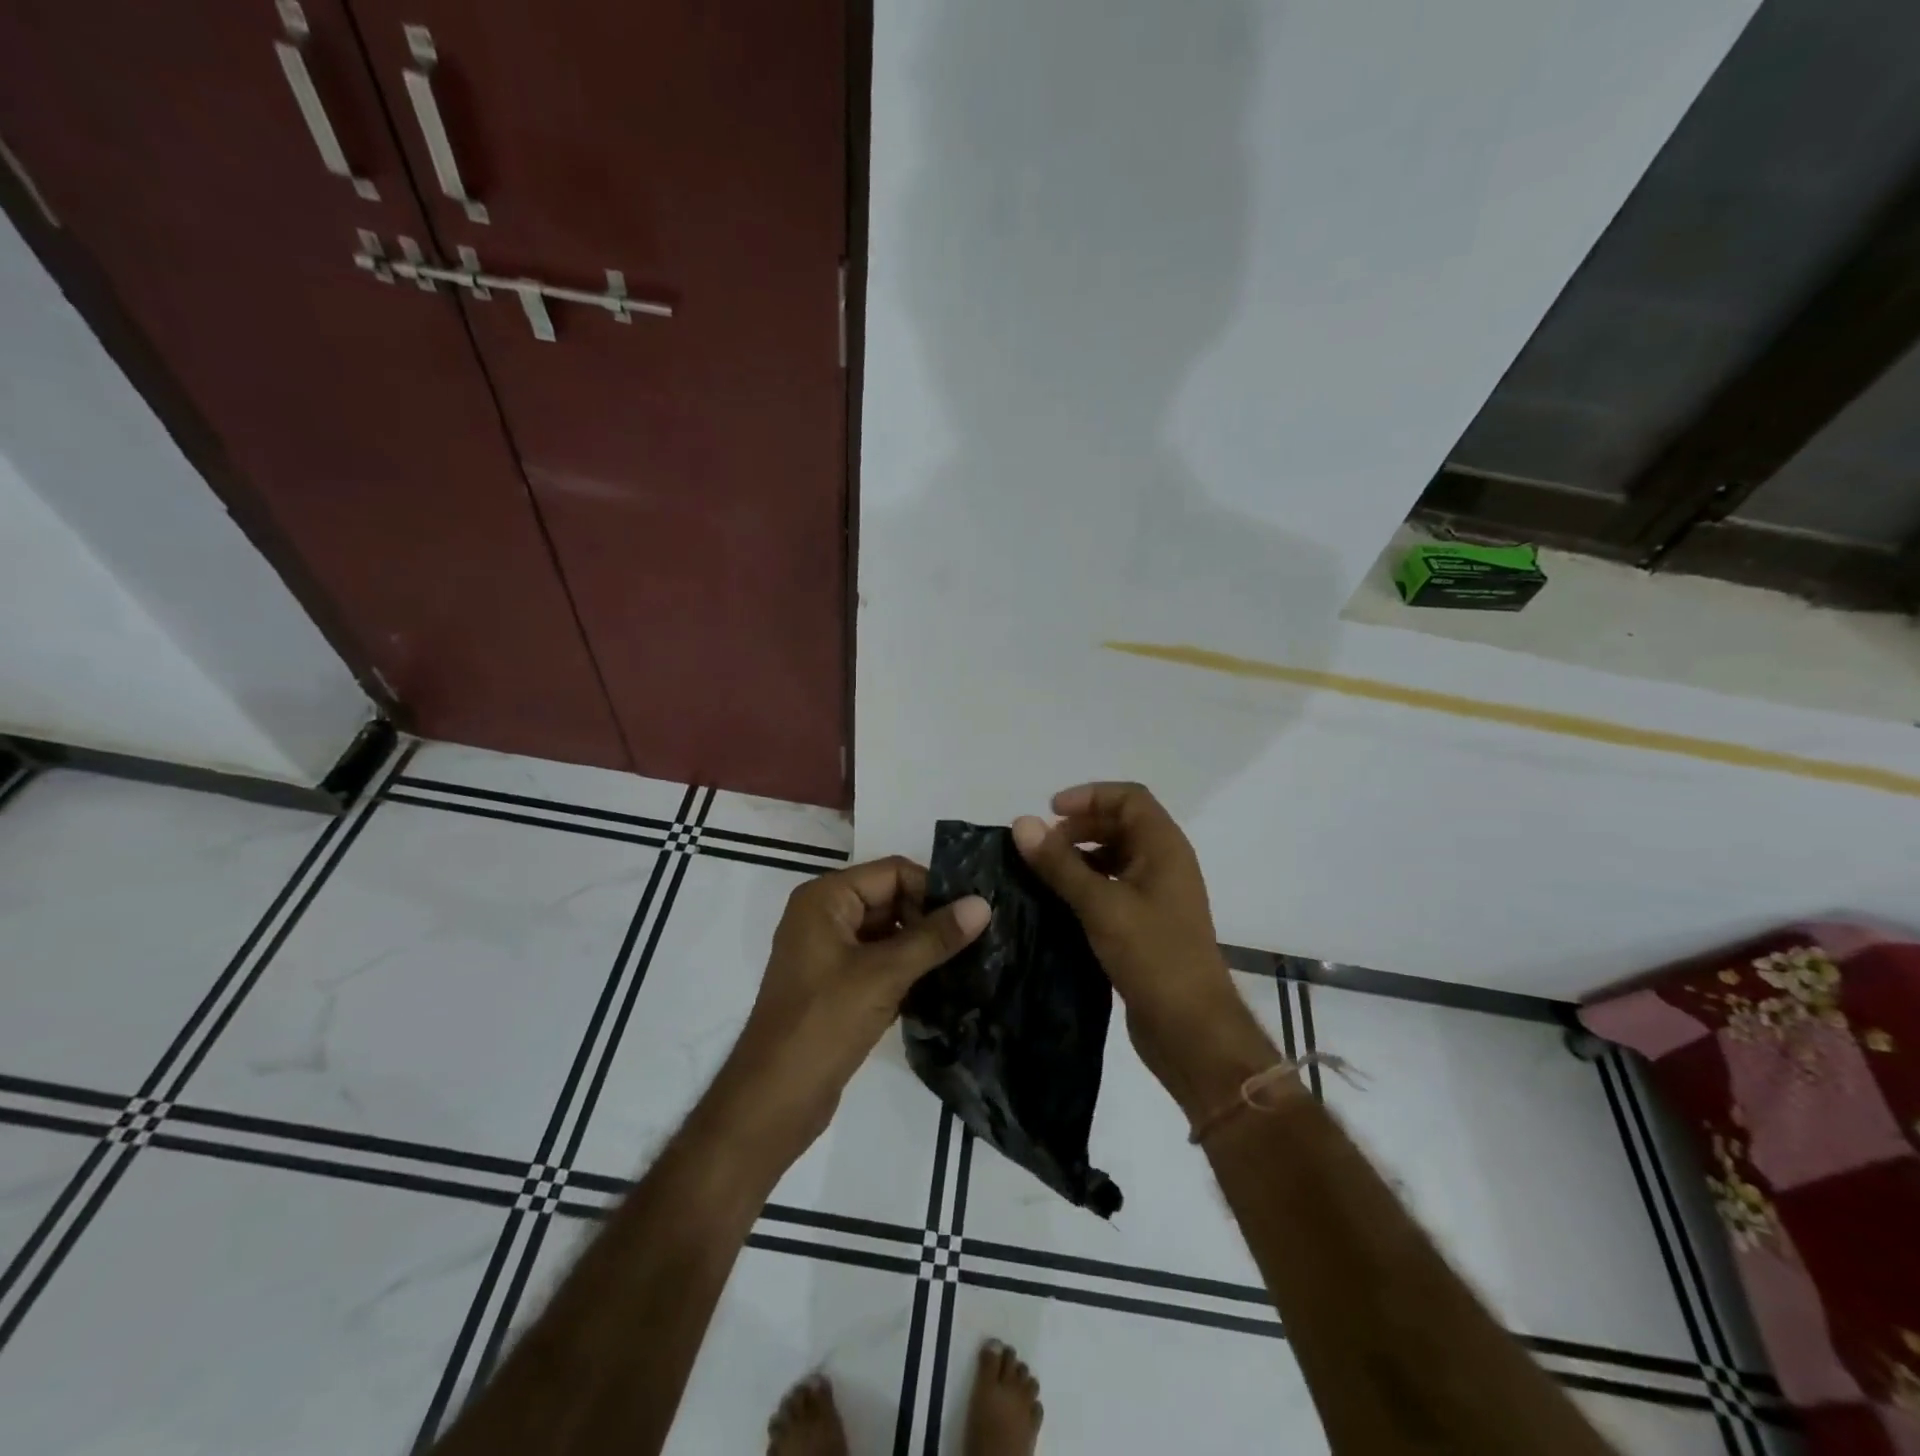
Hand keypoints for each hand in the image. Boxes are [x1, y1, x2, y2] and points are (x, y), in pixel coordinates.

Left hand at [716, 856, 988, 1159]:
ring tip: (969, 962)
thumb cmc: (823, 1023)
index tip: (971, 917)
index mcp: (826, 898)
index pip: (893, 872)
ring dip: (923, 947)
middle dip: (930, 919)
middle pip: (892, 899)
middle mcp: (825, 916)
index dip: (932, 889)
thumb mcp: (884, 974)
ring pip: (889, 933)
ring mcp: (829, 952)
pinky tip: (943, 987)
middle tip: (977, 941)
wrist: (773, 1101)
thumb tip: (983, 904)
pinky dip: (908, 970)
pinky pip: (880, 962)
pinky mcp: (837, 985)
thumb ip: (934, 937)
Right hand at [1013, 783, 1274, 1117]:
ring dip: (1082, 856)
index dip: (1090, 796)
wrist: (1192, 1030)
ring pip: (1117, 858)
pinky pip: (1115, 888)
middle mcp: (1165, 864)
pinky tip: (1060, 903)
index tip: (1051, 812)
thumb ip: (1060, 864)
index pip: (1129, 798)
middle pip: (1123, 824)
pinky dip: (1088, 885)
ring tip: (1045, 873)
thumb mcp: (1101, 904)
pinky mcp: (1148, 926)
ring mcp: (1158, 897)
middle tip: (1042, 846)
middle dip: (1081, 826)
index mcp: (1164, 848)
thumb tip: (1022, 823)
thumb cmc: (1153, 956)